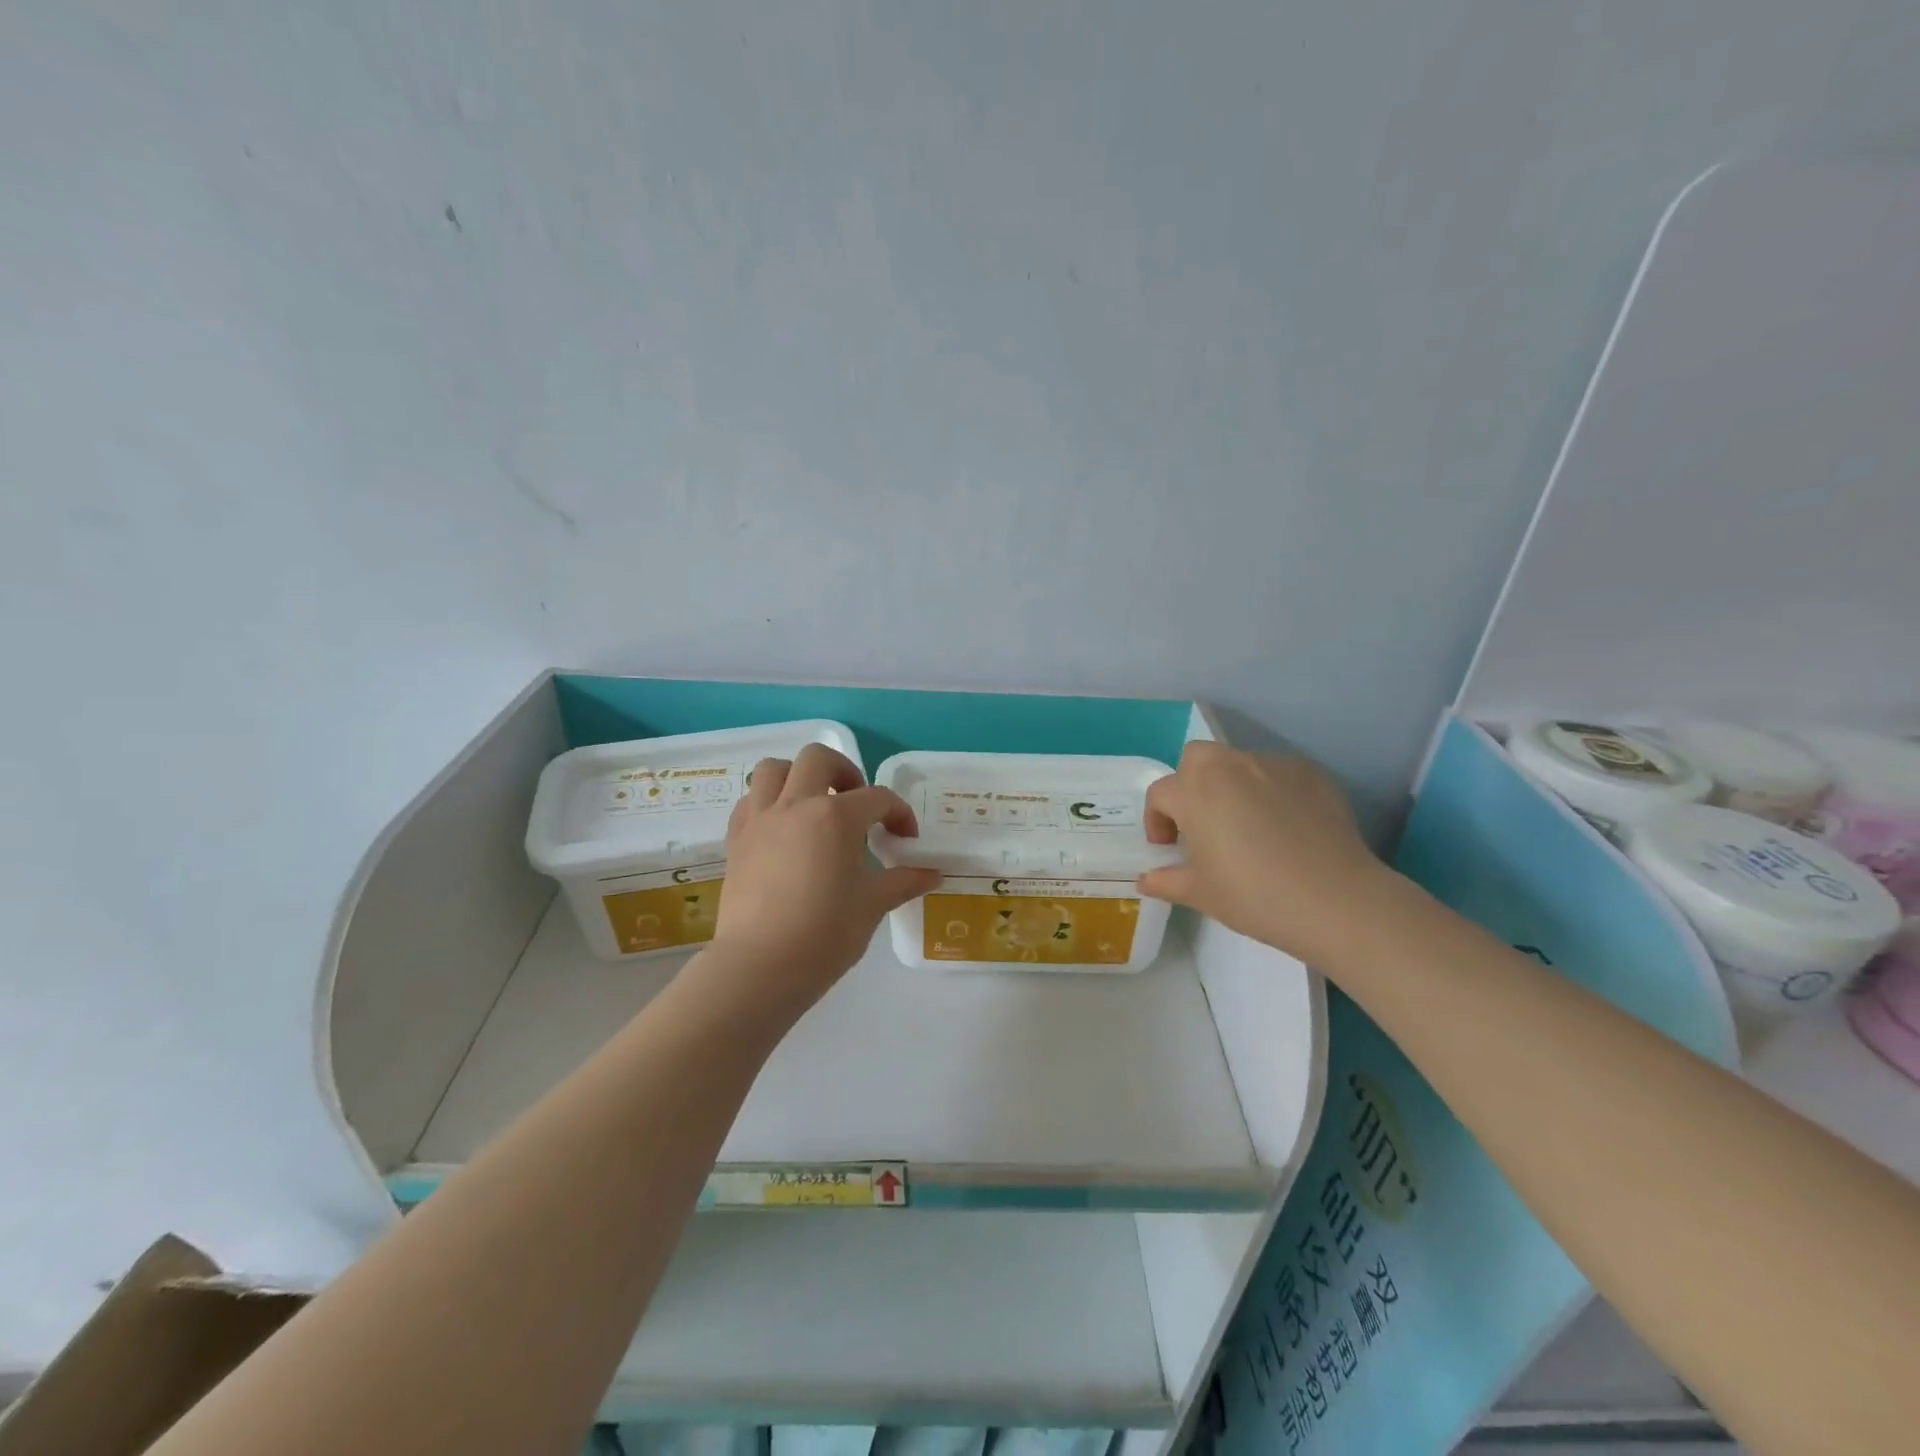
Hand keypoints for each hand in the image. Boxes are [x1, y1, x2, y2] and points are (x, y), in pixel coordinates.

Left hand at [703, 744, 940, 1018]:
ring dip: (798, 777)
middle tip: (856, 803)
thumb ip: (903, 881)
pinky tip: (783, 830)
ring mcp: (760, 819)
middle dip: (845, 772)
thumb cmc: (825, 935)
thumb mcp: (872, 905)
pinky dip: (768, 803)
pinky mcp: (736, 840)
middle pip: (819, 759)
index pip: (878, 798)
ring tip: (813, 805)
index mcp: (836, 817)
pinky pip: (750, 801)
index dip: (899, 814)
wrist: (760, 967)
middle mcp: (796, 805)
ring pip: (774, 769)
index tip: (905, 839)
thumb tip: (932, 873)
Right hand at [1137, 741, 1396, 963]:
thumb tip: (1146, 879)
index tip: (1169, 848)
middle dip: (1191, 784)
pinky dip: (1272, 792)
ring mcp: (1274, 765)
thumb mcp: (1201, 894)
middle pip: (1197, 759)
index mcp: (1195, 791)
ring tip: (1249, 827)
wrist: (1336, 901)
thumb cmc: (1254, 896)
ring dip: (1232, 788)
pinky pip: (1278, 775)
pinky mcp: (1311, 774)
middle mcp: (1230, 767)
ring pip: (1239, 764)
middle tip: (1202, 823)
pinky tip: (1286, 828)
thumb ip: (1166, 881)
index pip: (1161, 793)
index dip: (1157, 820)